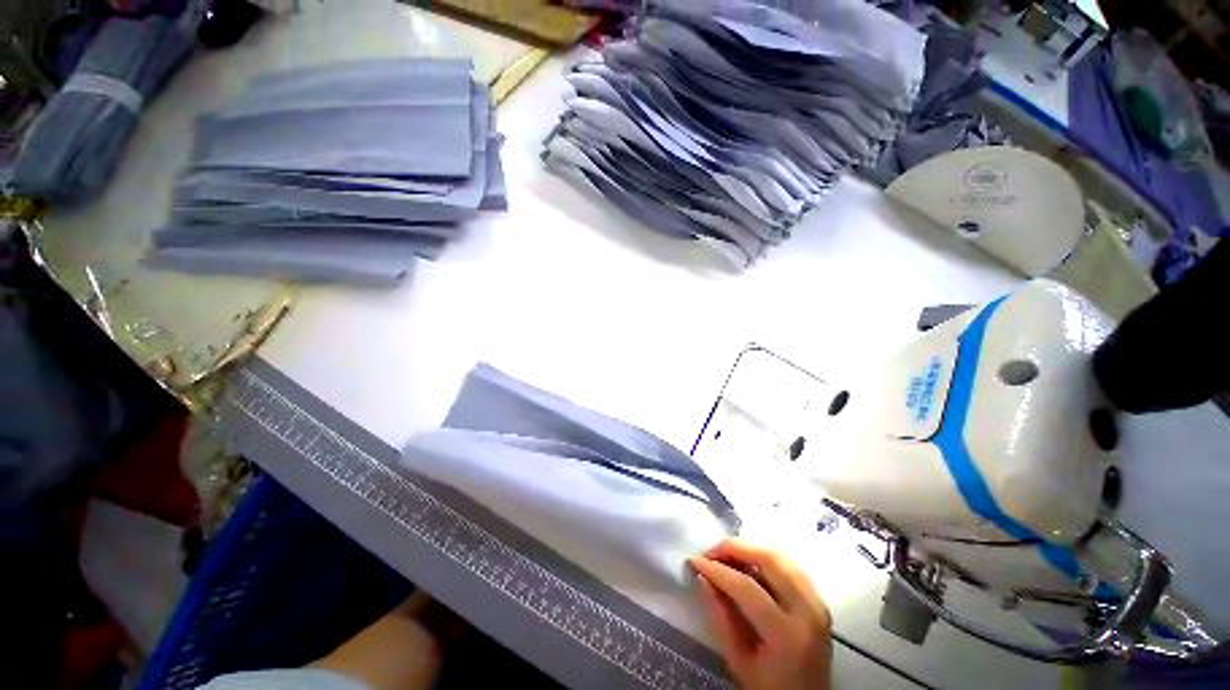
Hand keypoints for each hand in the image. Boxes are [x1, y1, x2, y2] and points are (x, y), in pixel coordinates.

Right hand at [688, 538, 832, 689]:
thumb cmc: (769, 688)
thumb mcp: (739, 662)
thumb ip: (721, 618)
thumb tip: (703, 577)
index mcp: (786, 635)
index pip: (746, 588)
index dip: (717, 569)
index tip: (694, 560)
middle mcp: (808, 611)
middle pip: (769, 560)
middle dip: (736, 548)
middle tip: (711, 551)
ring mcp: (818, 602)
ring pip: (781, 556)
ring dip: (751, 548)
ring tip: (726, 554)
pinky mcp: (818, 599)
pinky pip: (790, 565)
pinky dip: (766, 556)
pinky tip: (748, 562)